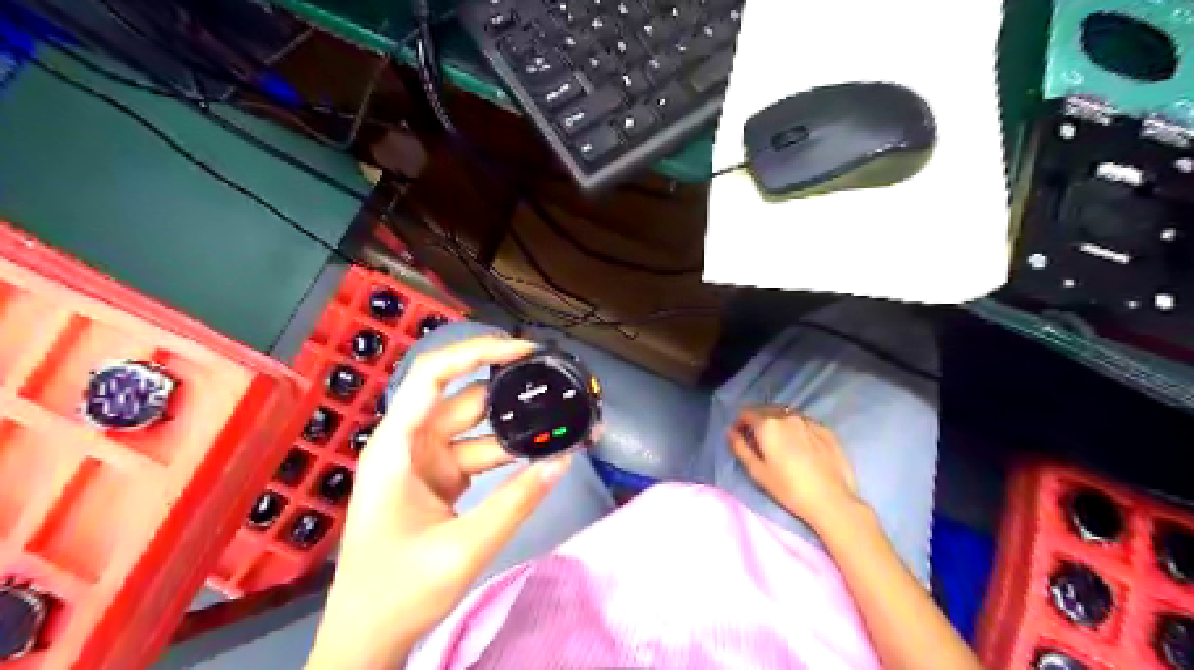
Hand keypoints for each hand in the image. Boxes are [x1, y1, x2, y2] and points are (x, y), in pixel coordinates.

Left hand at [305, 340, 569, 669]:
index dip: (476, 352)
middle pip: (462, 397)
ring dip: (515, 426)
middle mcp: (409, 444)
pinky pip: (478, 452)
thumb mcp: (463, 548)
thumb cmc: (398, 592)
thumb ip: (516, 502)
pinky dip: (508, 452)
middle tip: (557, 385)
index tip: (523, 351)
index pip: (433, 376)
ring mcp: (425, 462)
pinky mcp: (439, 479)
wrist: (366, 639)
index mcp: (397, 447)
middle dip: (509, 390)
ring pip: (476, 427)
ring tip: (560, 421)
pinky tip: (540, 453)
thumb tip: (564, 459)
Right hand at [729, 407, 859, 530]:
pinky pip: (804, 422)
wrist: (832, 500)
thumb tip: (730, 432)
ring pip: (786, 415)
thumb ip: (740, 447)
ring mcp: (809, 421)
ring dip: (778, 424)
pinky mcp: (826, 430)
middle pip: (766, 410)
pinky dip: (796, 429)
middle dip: (758, 422)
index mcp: (767, 425)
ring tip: (781, 444)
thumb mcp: (757, 471)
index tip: (740, 437)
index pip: (746, 412)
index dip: (739, 423)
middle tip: (759, 443)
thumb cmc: (788, 489)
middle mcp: (787, 416)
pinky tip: (801, 447)